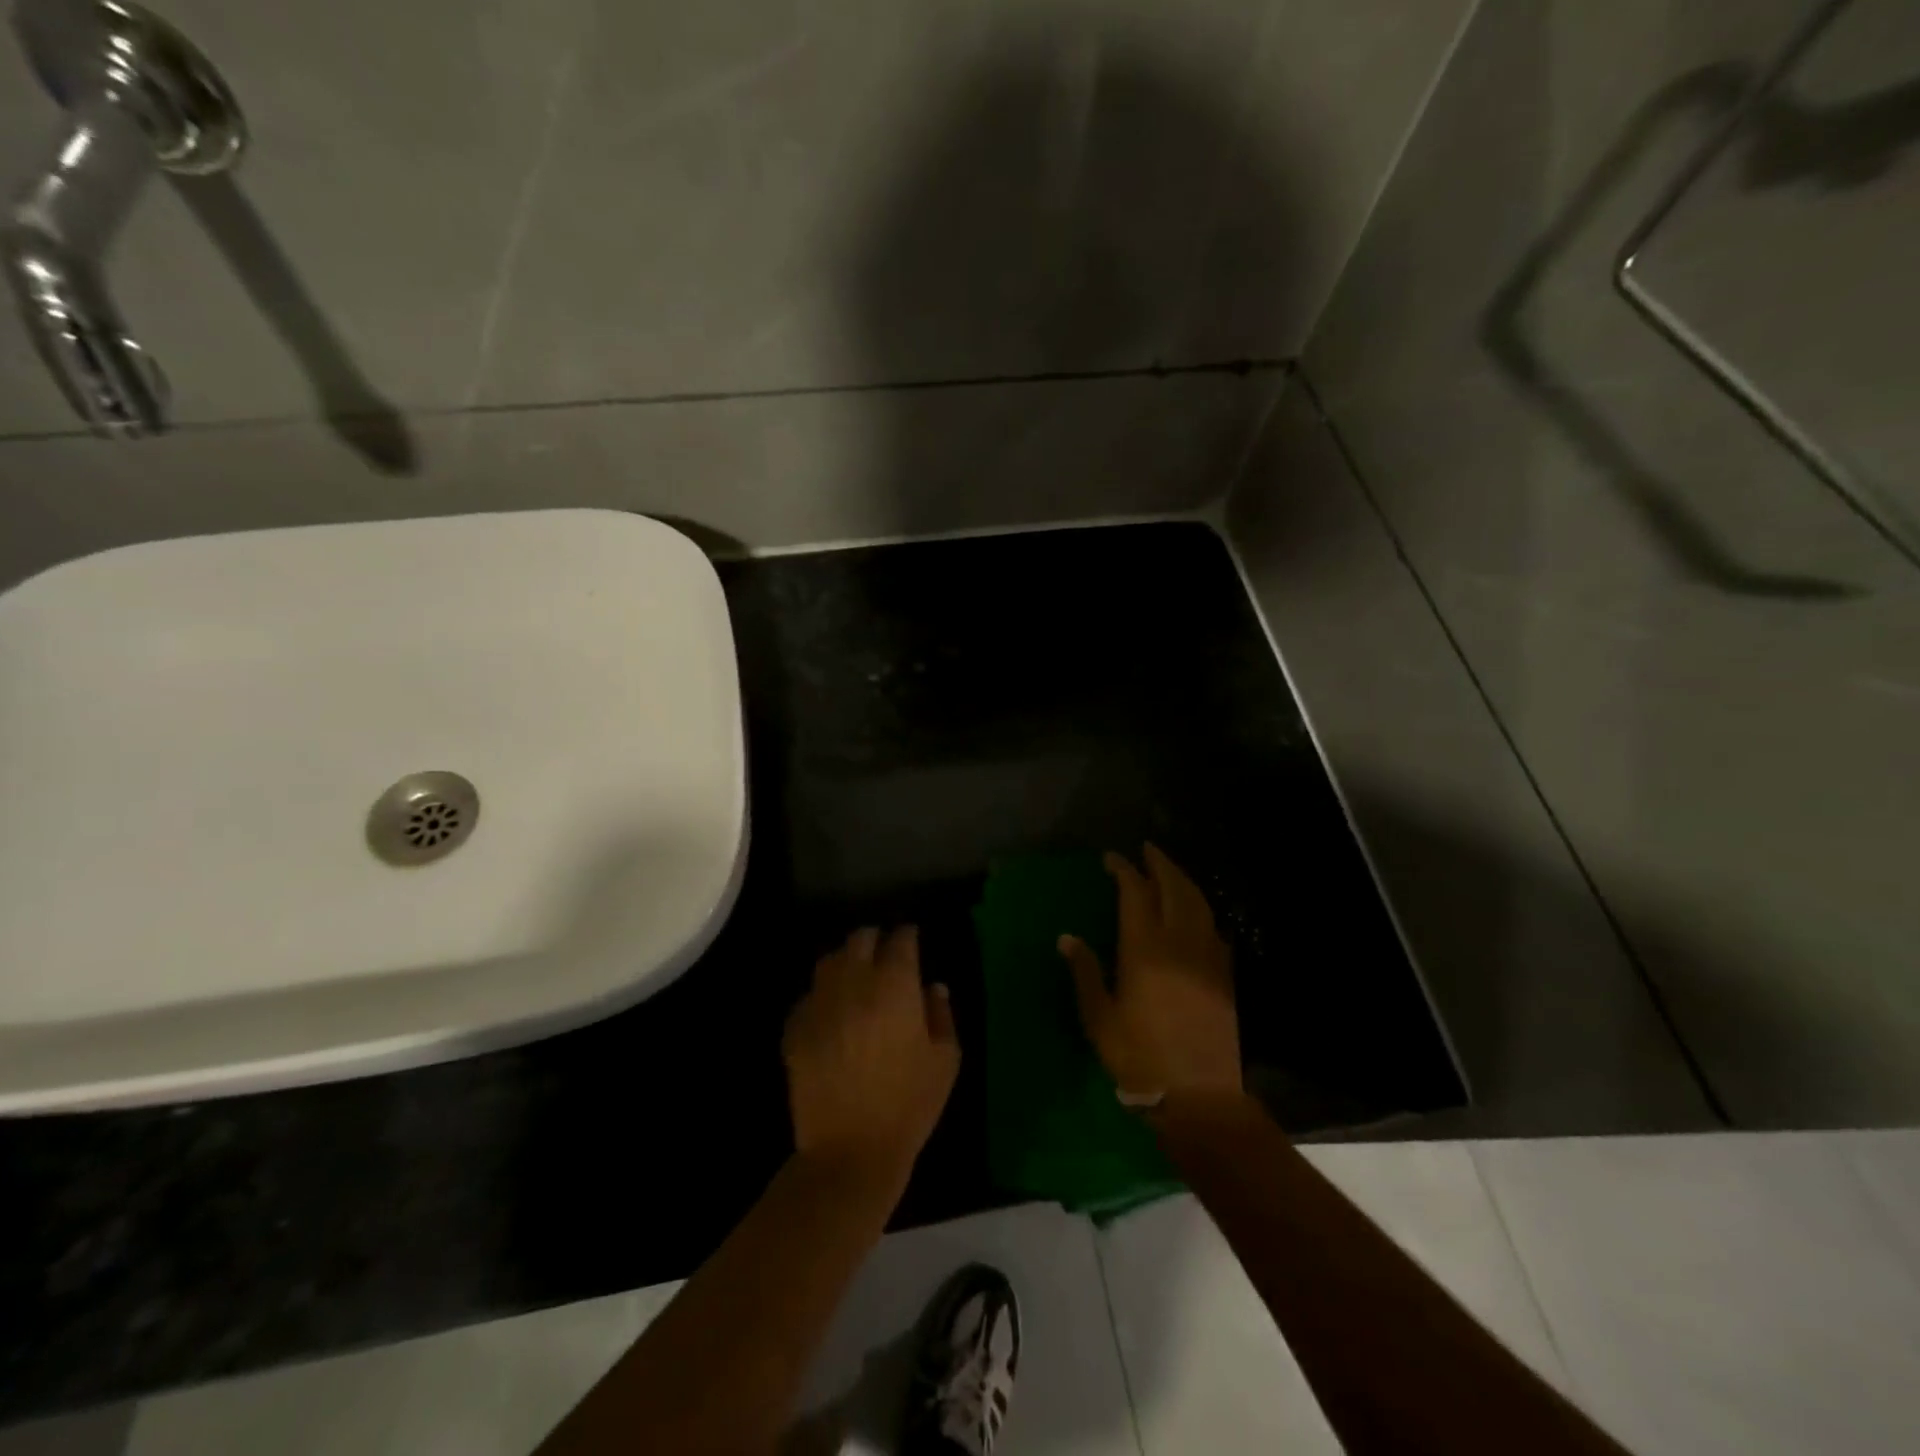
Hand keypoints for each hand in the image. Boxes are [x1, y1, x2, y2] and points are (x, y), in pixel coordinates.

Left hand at [782, 926, 959, 1187]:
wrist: (850, 1151)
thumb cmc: (909, 1105)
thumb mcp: (945, 1060)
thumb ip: (942, 1014)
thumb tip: (933, 987)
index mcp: (894, 986)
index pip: (900, 940)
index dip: (908, 935)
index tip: (912, 939)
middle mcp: (854, 983)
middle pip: (860, 939)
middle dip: (875, 939)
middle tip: (885, 953)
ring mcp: (820, 1003)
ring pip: (829, 960)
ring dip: (846, 960)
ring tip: (856, 975)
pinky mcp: (795, 1027)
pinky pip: (809, 995)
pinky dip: (823, 994)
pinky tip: (832, 1013)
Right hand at [1059, 844, 1240, 1103]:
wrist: (1199, 1096)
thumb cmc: (1139, 1057)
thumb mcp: (1100, 1018)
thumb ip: (1085, 972)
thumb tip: (1067, 937)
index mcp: (1144, 948)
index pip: (1136, 893)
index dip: (1124, 870)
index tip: (1112, 859)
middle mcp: (1179, 942)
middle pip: (1174, 888)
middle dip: (1160, 863)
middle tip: (1146, 850)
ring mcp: (1207, 956)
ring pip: (1198, 903)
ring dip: (1183, 881)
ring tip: (1168, 871)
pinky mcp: (1224, 974)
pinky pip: (1213, 927)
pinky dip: (1201, 909)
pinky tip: (1193, 913)